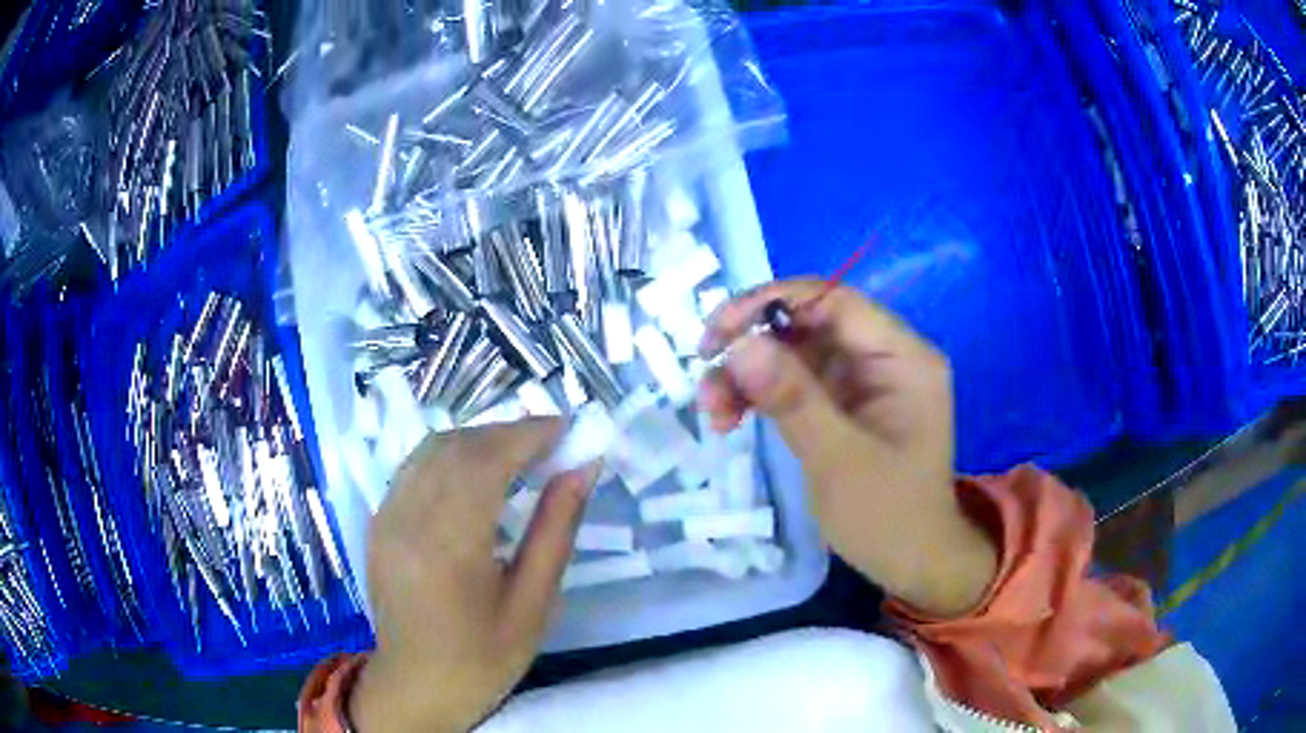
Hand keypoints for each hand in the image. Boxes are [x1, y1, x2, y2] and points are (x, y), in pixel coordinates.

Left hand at [350, 419, 597, 732]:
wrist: (417, 685)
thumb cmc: (483, 657)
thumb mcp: (534, 604)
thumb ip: (556, 530)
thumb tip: (583, 468)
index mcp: (448, 549)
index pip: (486, 462)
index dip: (528, 434)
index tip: (569, 429)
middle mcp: (407, 520)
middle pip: (458, 446)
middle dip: (508, 433)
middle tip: (553, 444)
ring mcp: (385, 517)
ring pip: (432, 448)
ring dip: (480, 439)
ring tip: (521, 455)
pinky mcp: (378, 520)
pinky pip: (415, 466)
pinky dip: (452, 454)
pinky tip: (478, 472)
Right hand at [699, 279, 994, 616]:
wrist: (912, 562)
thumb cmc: (888, 517)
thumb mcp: (838, 459)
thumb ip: (792, 398)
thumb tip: (740, 344)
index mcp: (902, 357)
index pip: (834, 301)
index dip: (772, 303)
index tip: (719, 332)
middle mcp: (884, 357)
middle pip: (808, 324)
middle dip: (752, 346)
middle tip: (705, 373)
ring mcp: (863, 380)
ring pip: (794, 352)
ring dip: (748, 375)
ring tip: (713, 413)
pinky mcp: (844, 403)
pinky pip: (795, 382)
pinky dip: (760, 395)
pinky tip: (730, 418)